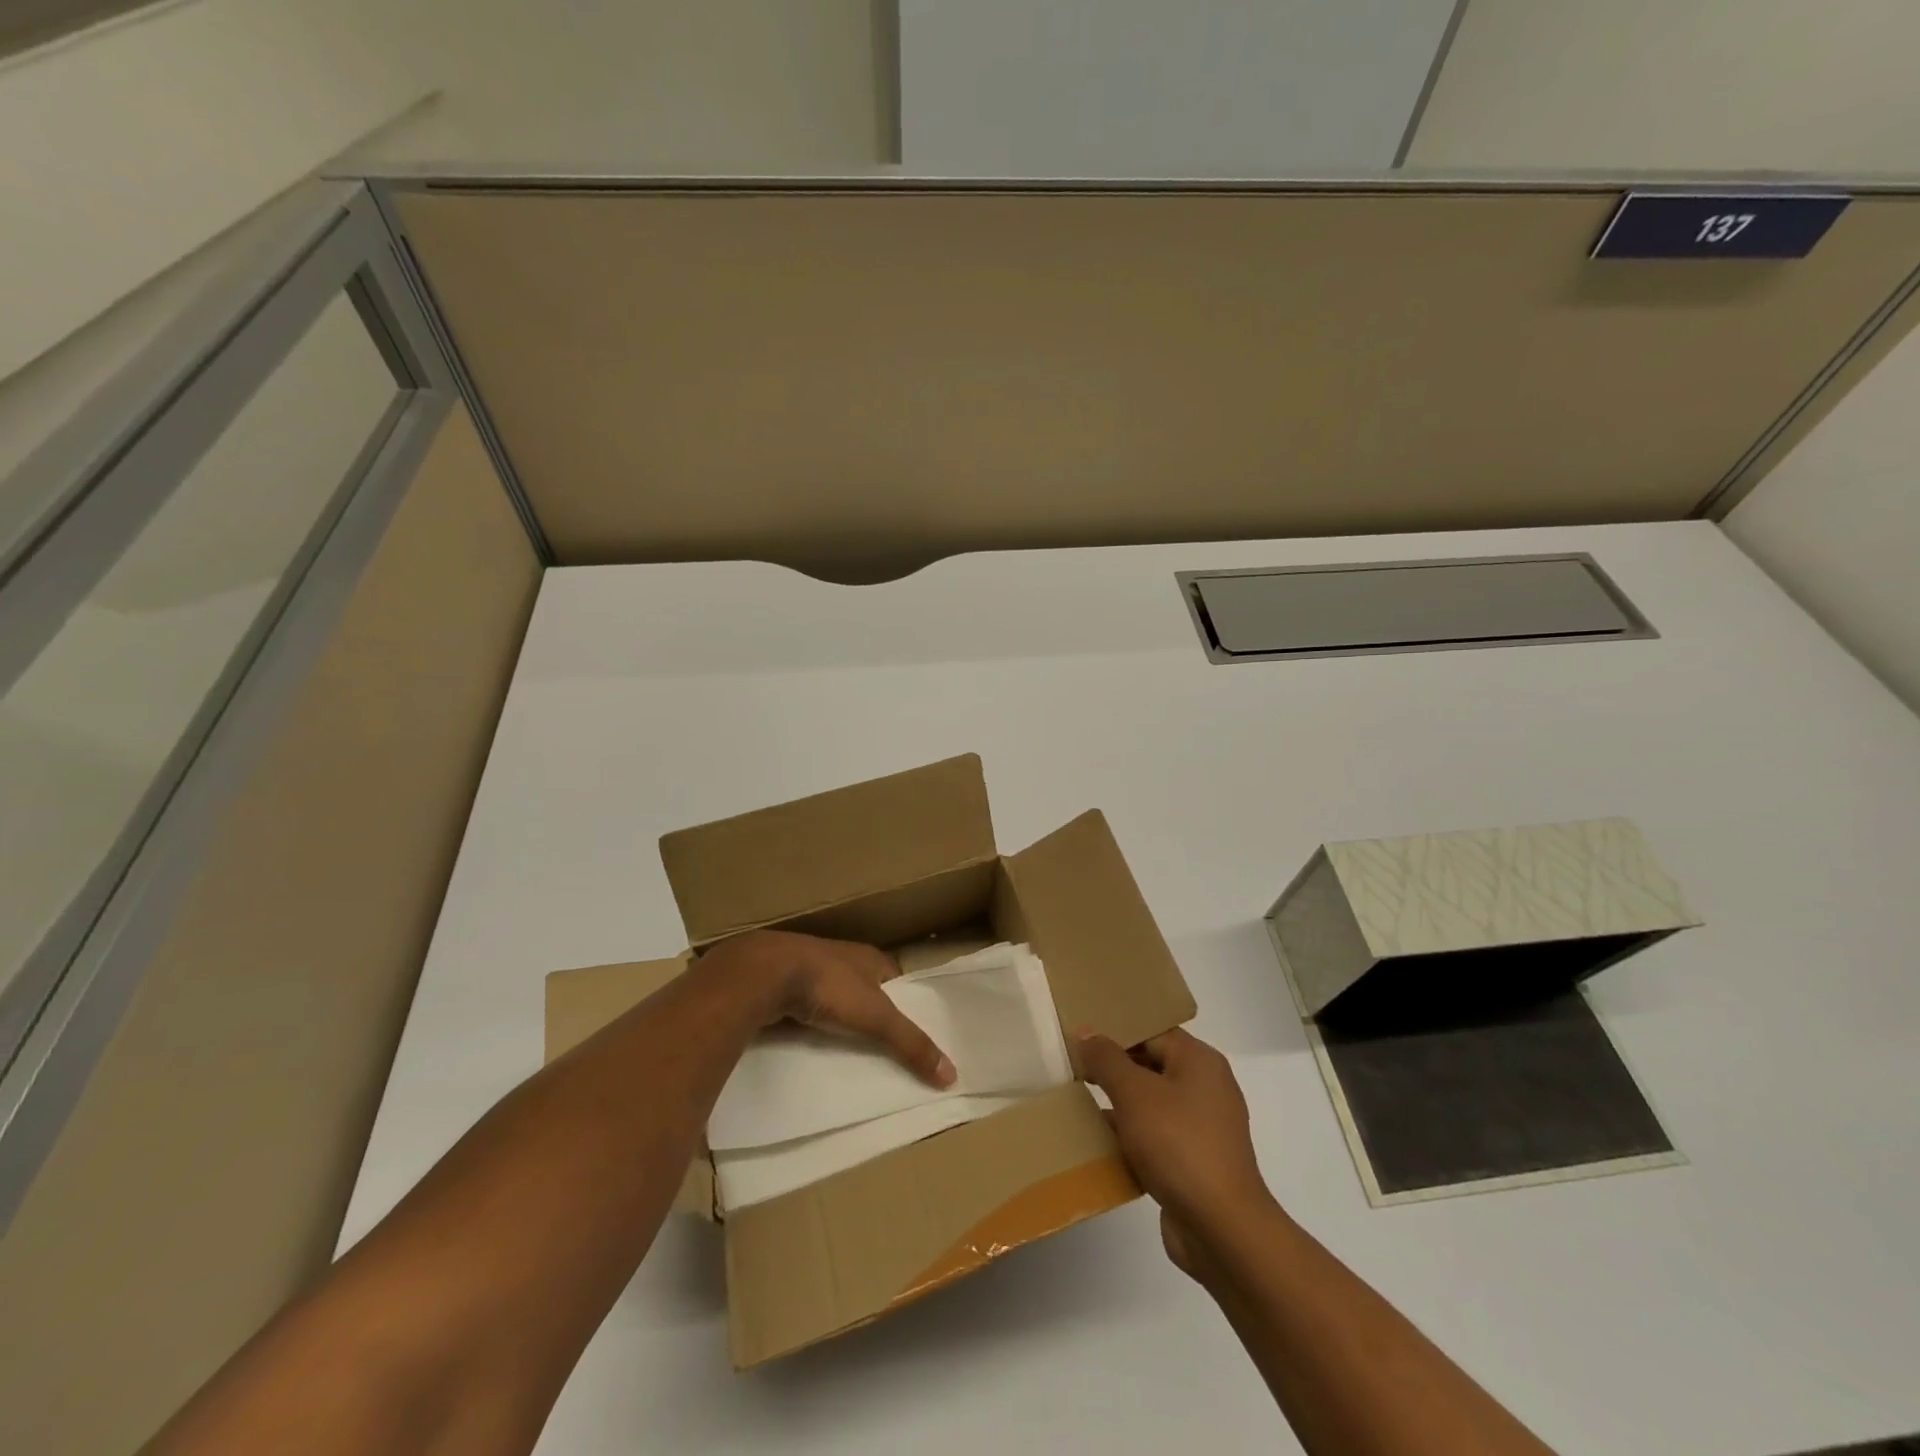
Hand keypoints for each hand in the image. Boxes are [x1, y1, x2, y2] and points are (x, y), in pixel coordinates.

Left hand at [704, 929, 955, 1087]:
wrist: (766, 973)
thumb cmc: (830, 985)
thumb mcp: (877, 1017)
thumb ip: (911, 1044)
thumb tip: (952, 1075)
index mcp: (869, 957)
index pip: (895, 979)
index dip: (904, 1002)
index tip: (911, 1032)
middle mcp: (841, 958)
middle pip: (864, 989)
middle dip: (870, 1014)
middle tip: (881, 1050)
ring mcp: (808, 970)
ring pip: (833, 999)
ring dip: (839, 1020)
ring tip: (847, 1054)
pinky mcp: (782, 986)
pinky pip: (804, 1009)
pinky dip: (810, 1026)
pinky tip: (811, 1047)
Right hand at [1075, 1027, 1273, 1279]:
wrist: (1222, 1230)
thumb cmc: (1179, 1145)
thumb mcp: (1134, 1094)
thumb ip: (1106, 1059)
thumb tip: (1085, 1032)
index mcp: (1199, 1061)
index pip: (1151, 1031)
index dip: (1115, 1031)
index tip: (1080, 1037)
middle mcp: (1205, 1088)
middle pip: (1151, 1065)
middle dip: (1112, 1068)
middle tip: (1072, 1068)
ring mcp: (1202, 1127)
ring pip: (1151, 1104)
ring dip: (1118, 1105)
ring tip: (1077, 1103)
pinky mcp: (1194, 1162)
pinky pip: (1156, 1137)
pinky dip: (1130, 1138)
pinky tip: (1099, 1144)